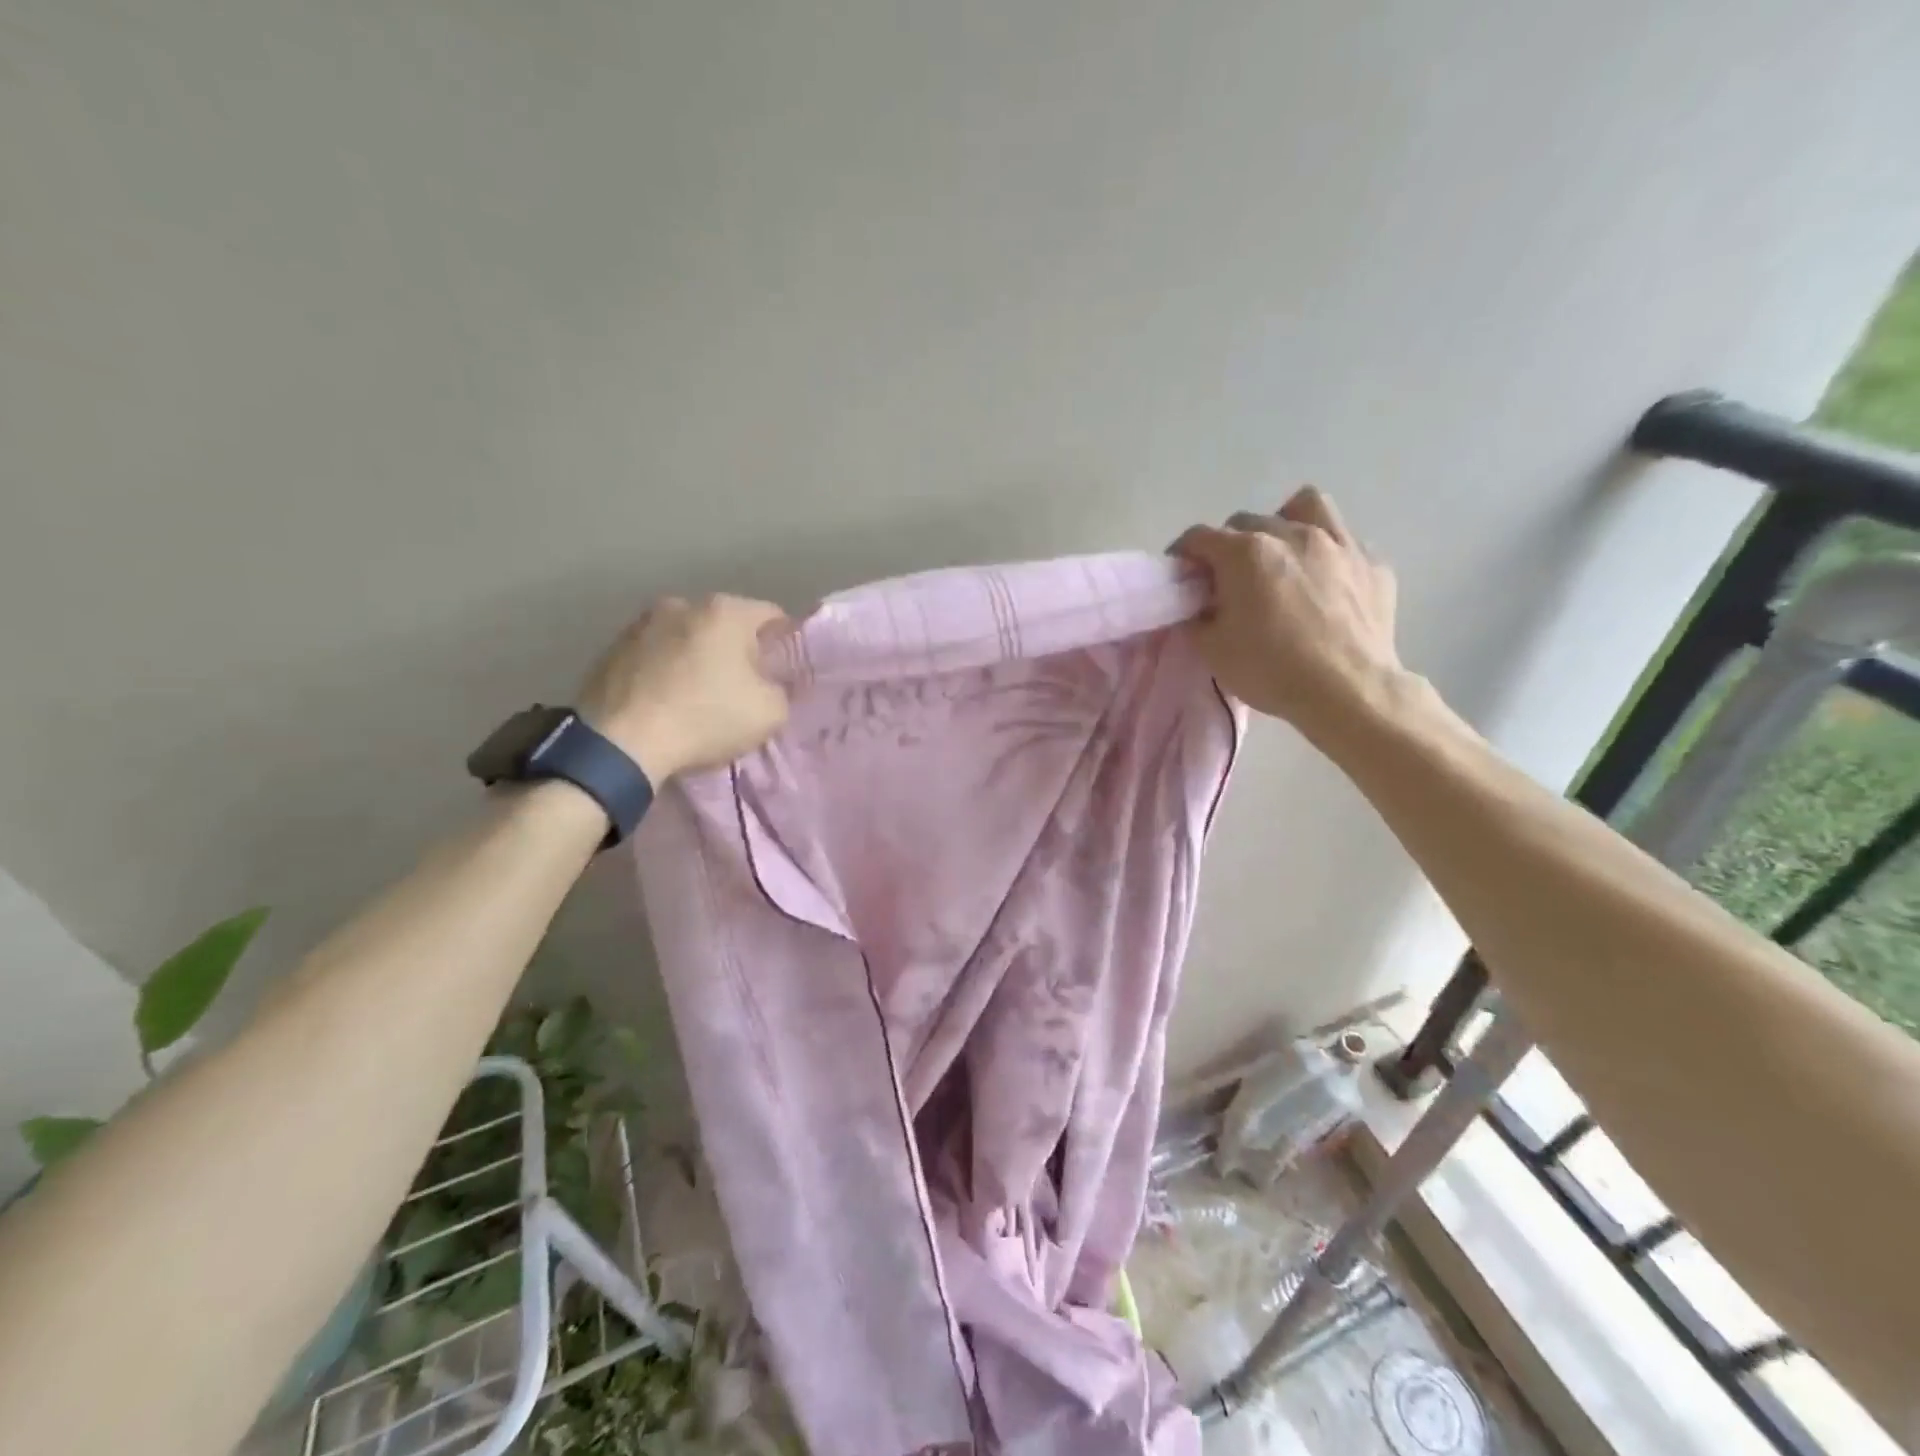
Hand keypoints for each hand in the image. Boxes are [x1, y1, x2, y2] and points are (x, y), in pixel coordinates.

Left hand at [577, 595, 791, 780]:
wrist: (620, 743)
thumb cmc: (705, 718)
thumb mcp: (770, 713)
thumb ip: (781, 690)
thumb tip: (769, 684)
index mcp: (725, 611)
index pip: (772, 616)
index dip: (783, 644)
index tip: (782, 673)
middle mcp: (682, 604)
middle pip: (725, 624)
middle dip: (737, 650)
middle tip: (743, 686)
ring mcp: (641, 623)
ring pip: (686, 637)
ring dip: (697, 658)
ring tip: (699, 694)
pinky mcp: (611, 648)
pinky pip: (654, 655)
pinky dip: (666, 671)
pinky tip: (667, 701)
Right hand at [1172, 488, 1402, 739]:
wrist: (1348, 691)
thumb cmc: (1271, 669)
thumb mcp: (1212, 651)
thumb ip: (1196, 618)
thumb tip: (1198, 607)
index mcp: (1245, 553)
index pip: (1199, 537)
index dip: (1183, 555)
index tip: (1182, 576)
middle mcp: (1291, 534)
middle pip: (1247, 522)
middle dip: (1230, 545)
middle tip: (1229, 580)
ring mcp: (1338, 543)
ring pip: (1305, 507)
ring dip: (1284, 524)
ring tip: (1282, 556)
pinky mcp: (1373, 564)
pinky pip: (1345, 543)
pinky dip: (1327, 556)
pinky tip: (1325, 583)